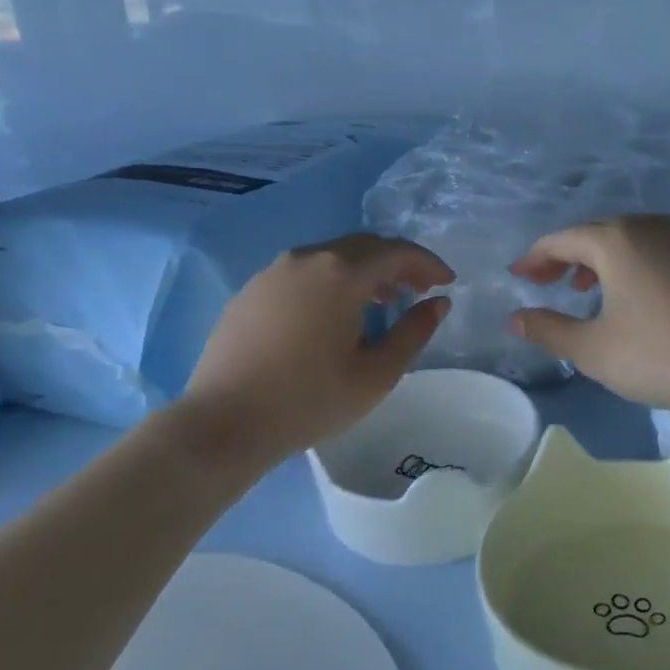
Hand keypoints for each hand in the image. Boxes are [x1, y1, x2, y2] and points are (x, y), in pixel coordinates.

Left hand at [181, 233, 453, 460]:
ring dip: (363, 271)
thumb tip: (438, 303)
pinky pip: (304, 271)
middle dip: (397, 263)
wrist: (222, 423)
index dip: (427, 263)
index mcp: (341, 273)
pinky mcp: (252, 289)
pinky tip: (331, 315)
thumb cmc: (308, 400)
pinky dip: (331, 281)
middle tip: (418, 289)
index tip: (446, 282)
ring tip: (379, 303)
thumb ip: (414, 332)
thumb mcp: (375, 374)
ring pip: (332, 256)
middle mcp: (308, 257)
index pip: (397, 251)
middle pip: (364, 246)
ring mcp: (274, 271)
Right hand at [508, 215, 669, 412]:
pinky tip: (628, 296)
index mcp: (615, 239)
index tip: (517, 277)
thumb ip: (549, 330)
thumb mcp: (594, 349)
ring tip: (582, 290)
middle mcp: (646, 227)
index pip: (561, 240)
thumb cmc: (660, 353)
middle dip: (564, 257)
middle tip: (543, 283)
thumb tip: (516, 318)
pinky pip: (650, 250)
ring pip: (624, 240)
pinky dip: (627, 265)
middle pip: (592, 234)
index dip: (535, 258)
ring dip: (596, 261)